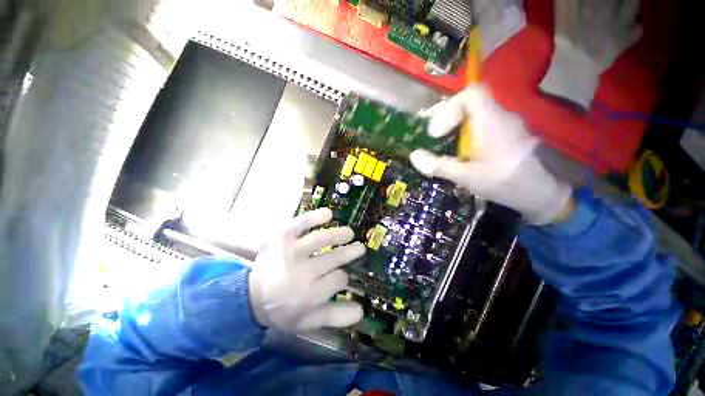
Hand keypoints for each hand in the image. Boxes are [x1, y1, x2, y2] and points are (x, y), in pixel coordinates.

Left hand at [248, 208, 364, 331]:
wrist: (251, 296)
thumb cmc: (282, 310)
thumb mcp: (308, 321)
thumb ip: (334, 317)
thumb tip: (361, 309)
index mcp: (309, 295)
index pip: (339, 279)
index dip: (343, 277)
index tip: (341, 276)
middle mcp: (302, 271)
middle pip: (334, 258)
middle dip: (350, 252)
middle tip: (360, 248)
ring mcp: (291, 251)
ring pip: (321, 239)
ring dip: (339, 234)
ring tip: (349, 233)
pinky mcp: (283, 237)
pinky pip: (301, 223)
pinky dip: (315, 217)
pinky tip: (329, 214)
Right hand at [410, 85, 572, 224]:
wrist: (541, 193)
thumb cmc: (503, 182)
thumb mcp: (466, 176)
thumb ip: (438, 165)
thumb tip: (414, 156)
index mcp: (490, 121)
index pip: (470, 94)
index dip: (448, 109)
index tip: (436, 133)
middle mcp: (500, 116)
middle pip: (469, 102)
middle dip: (446, 116)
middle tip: (430, 134)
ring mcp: (505, 124)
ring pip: (475, 113)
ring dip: (455, 123)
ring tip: (440, 141)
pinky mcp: (507, 134)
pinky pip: (482, 123)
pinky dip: (466, 131)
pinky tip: (459, 148)